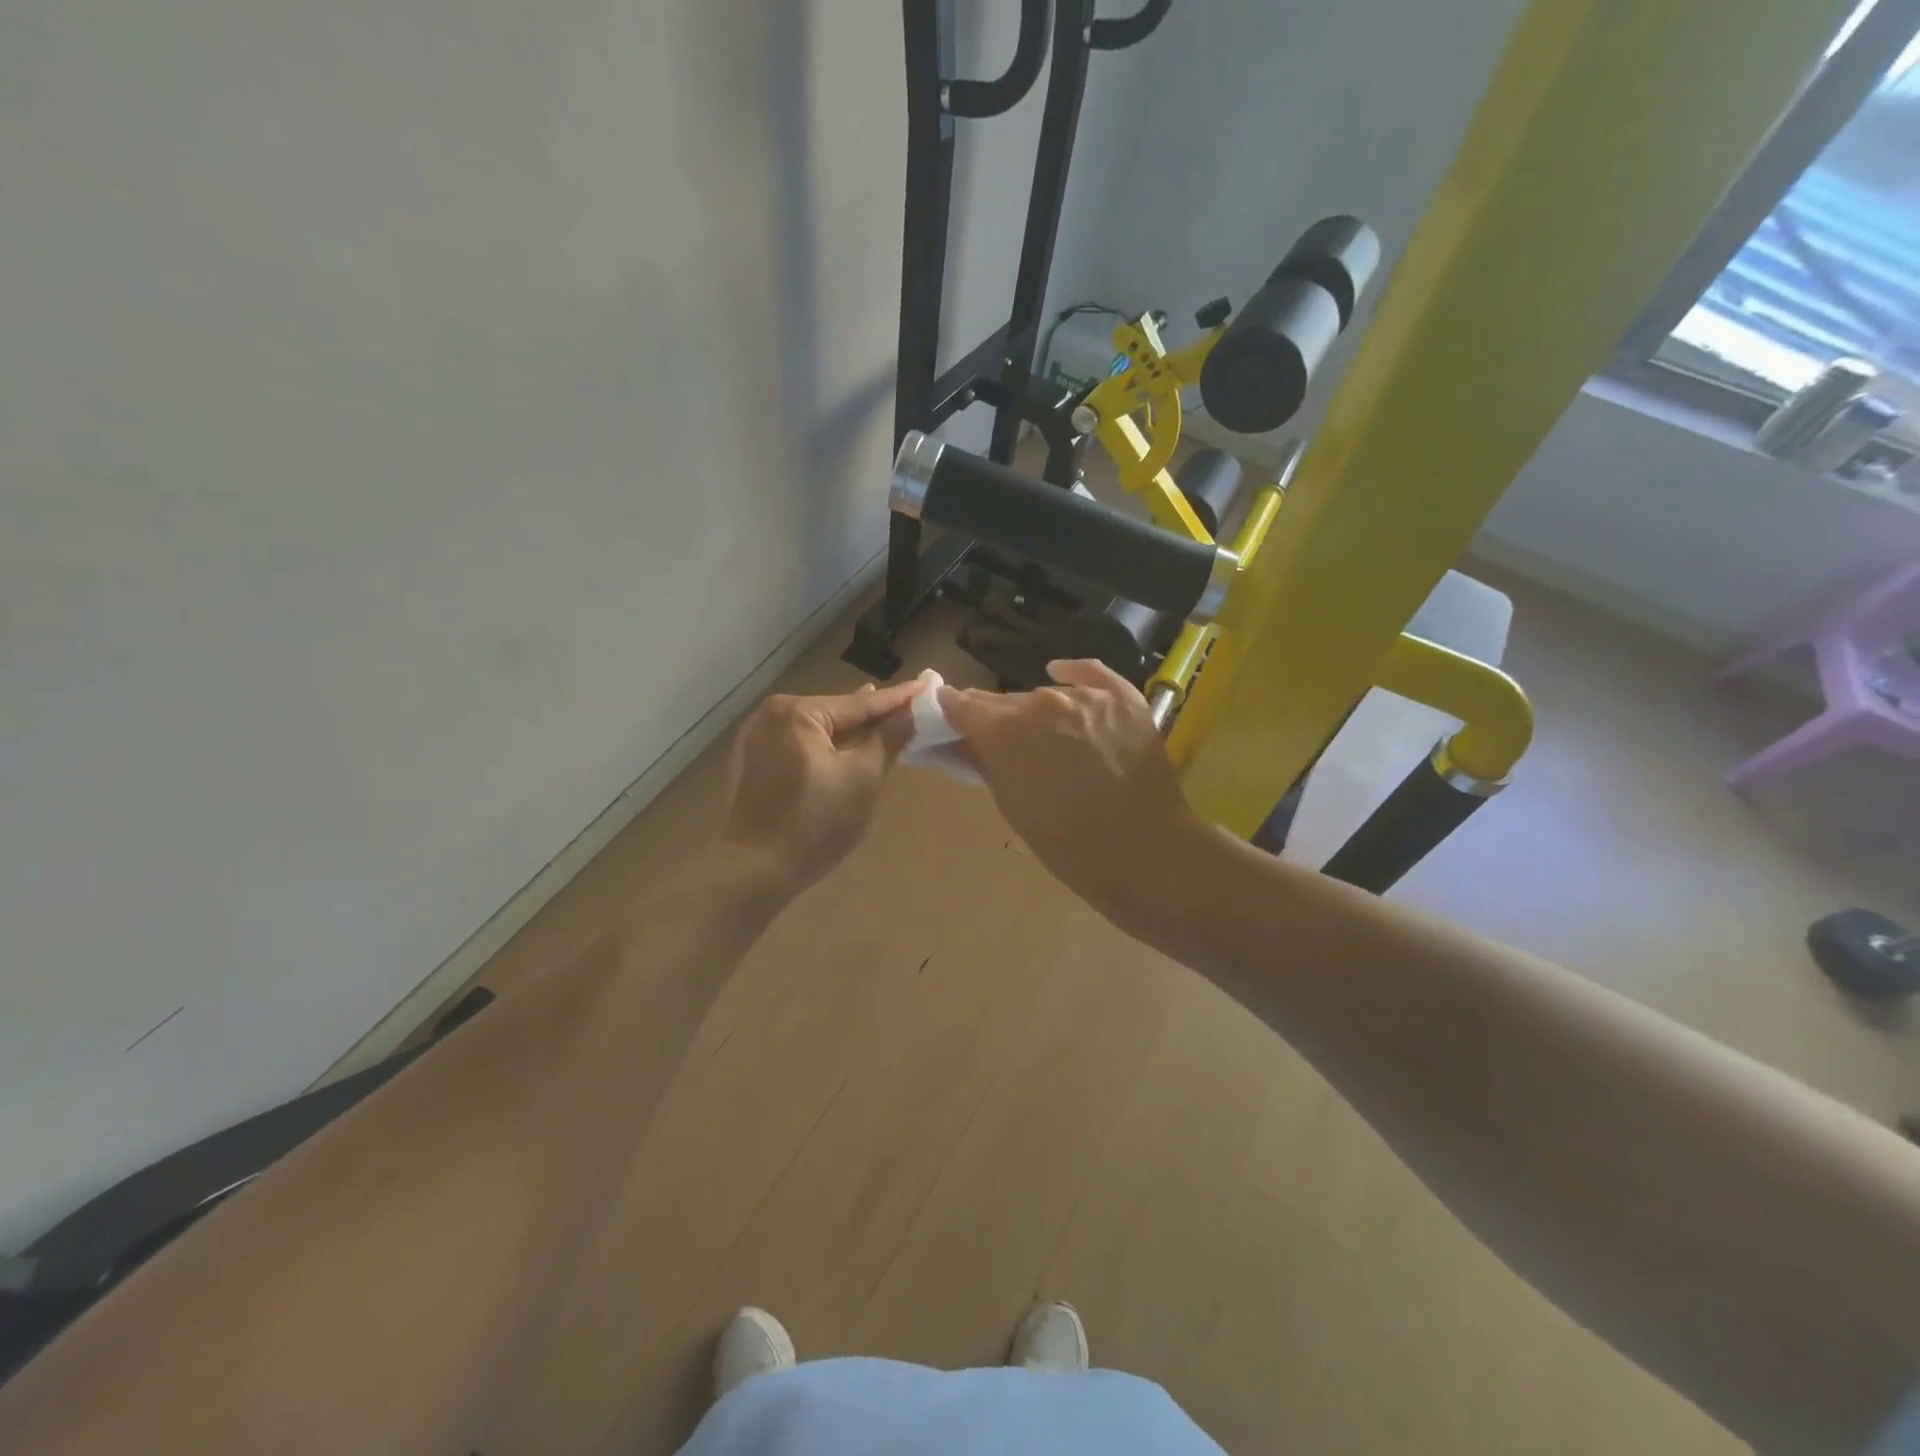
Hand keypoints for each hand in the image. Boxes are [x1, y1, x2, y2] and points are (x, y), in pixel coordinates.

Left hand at [719, 679, 922, 894]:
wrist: (756, 871)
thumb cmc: (815, 823)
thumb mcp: (862, 778)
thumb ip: (889, 738)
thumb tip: (913, 710)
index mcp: (797, 712)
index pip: (860, 704)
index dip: (898, 699)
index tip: (928, 685)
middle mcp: (772, 714)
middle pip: (837, 712)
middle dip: (872, 714)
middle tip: (911, 706)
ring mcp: (758, 737)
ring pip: (818, 729)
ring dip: (850, 731)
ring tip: (885, 719)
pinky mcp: (754, 761)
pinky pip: (801, 744)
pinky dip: (826, 745)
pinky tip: (846, 744)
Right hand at [939, 659, 1202, 912]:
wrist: (1143, 851)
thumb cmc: (1066, 843)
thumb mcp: (1011, 805)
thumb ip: (983, 762)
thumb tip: (960, 740)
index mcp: (1005, 729)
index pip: (963, 705)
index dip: (952, 713)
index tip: (948, 721)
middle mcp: (1042, 700)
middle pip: (1005, 701)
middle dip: (996, 718)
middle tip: (998, 741)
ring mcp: (1086, 695)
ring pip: (1045, 694)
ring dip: (1036, 710)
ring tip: (1043, 735)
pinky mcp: (1123, 697)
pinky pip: (1090, 674)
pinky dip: (1073, 675)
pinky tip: (1060, 673)